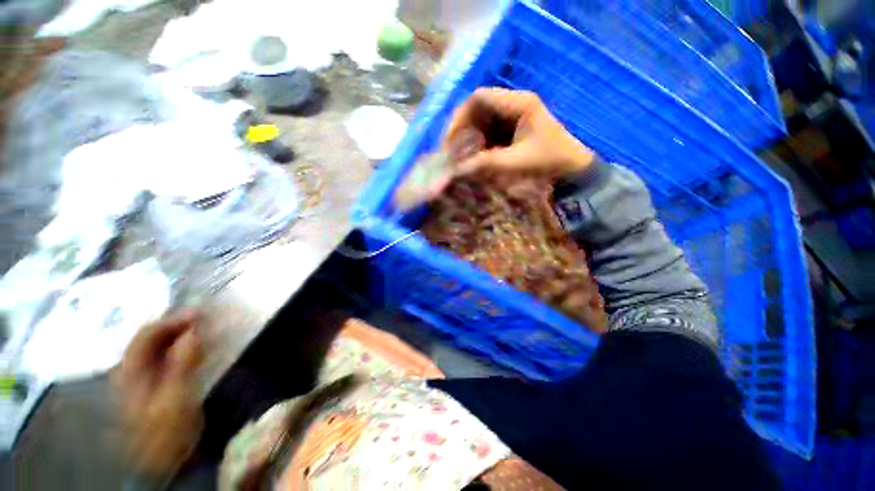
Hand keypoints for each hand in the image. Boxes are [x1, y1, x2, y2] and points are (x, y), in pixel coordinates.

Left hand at [113, 309, 203, 476]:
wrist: (160, 463)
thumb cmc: (166, 431)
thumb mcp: (176, 398)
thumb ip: (183, 363)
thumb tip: (195, 330)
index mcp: (130, 371)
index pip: (148, 333)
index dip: (174, 319)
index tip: (202, 313)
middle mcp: (131, 369)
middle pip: (152, 337)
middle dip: (179, 325)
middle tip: (207, 320)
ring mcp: (141, 378)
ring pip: (159, 347)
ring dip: (182, 336)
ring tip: (207, 332)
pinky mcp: (153, 385)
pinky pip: (166, 358)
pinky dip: (183, 349)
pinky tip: (199, 351)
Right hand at [445, 88, 595, 176]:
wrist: (573, 171)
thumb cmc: (549, 163)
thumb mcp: (516, 163)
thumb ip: (485, 164)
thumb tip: (456, 169)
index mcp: (519, 103)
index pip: (479, 98)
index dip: (459, 117)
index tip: (450, 140)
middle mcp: (514, 104)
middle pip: (477, 108)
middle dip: (461, 129)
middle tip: (451, 151)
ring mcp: (513, 116)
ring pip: (481, 121)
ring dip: (468, 138)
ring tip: (461, 157)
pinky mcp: (512, 129)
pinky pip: (488, 132)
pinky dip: (478, 144)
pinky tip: (474, 157)